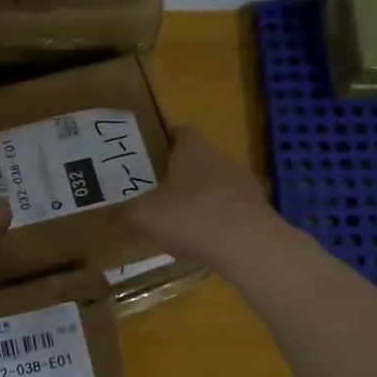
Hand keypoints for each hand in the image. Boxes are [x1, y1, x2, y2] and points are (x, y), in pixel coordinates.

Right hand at [126, 126, 284, 268]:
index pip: (181, 131)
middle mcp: (221, 158)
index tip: (150, 157)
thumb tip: (119, 211)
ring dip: (200, 199)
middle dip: (180, 174)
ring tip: (180, 222)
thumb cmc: (190, 217)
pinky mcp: (257, 209)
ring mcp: (243, 183)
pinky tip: (204, 241)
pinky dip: (217, 221)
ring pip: (215, 185)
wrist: (247, 245)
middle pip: (198, 159)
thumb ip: (128, 210)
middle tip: (158, 192)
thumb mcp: (144, 215)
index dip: (165, 141)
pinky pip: (230, 209)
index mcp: (193, 149)